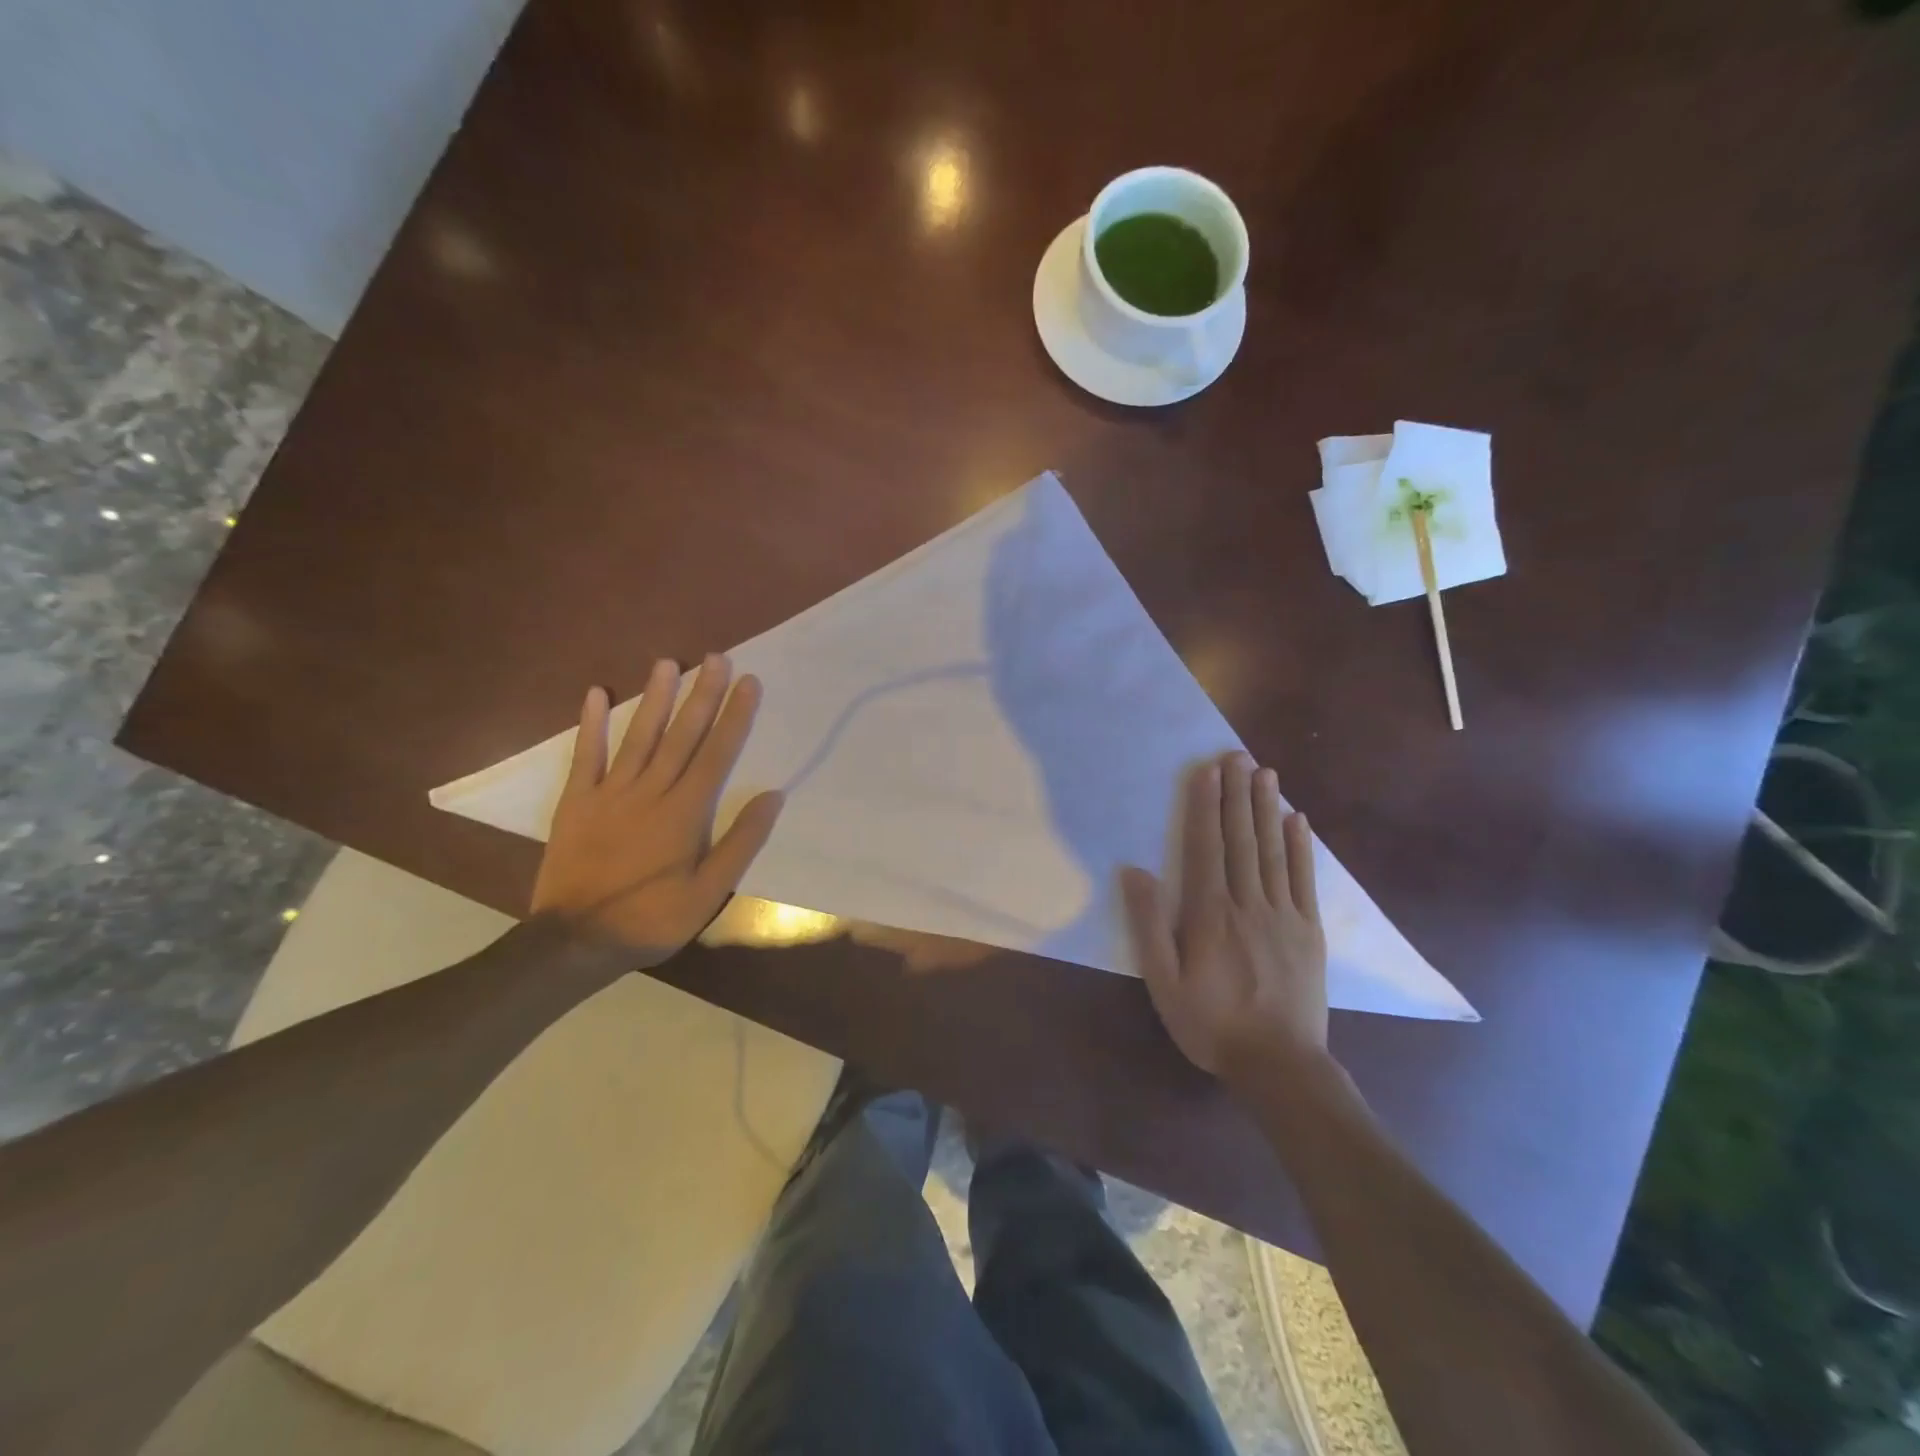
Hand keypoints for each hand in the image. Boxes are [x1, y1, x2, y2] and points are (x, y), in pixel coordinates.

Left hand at [531, 655, 784, 963]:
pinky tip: (598, 694)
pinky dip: (592, 725)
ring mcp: (610, 793)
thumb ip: (741, 841)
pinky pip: (585, 756)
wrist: (576, 942)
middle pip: (682, 735)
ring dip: (655, 698)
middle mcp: (651, 792)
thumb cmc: (653, 918)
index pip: (717, 753)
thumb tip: (772, 796)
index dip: (735, 716)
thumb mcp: (710, 891)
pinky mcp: (576, 802)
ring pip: (639, 736)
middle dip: (702, 694)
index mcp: (686, 812)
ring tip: (668, 662)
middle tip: (717, 657)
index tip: (748, 682)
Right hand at [1120, 751, 1327, 1079]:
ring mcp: (1283, 915)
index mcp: (1209, 913)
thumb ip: (1148, 925)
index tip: (1206, 771)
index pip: (1205, 846)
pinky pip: (1304, 879)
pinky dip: (1301, 847)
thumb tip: (1134, 871)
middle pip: (1240, 838)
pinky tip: (1298, 821)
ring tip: (1265, 773)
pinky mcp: (1309, 931)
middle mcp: (1247, 903)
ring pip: (1272, 850)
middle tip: (1237, 755)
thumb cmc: (1210, 1023)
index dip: (1204, 806)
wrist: (1279, 1065)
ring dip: (1266, 809)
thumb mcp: (1163, 981)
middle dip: (1237, 794)